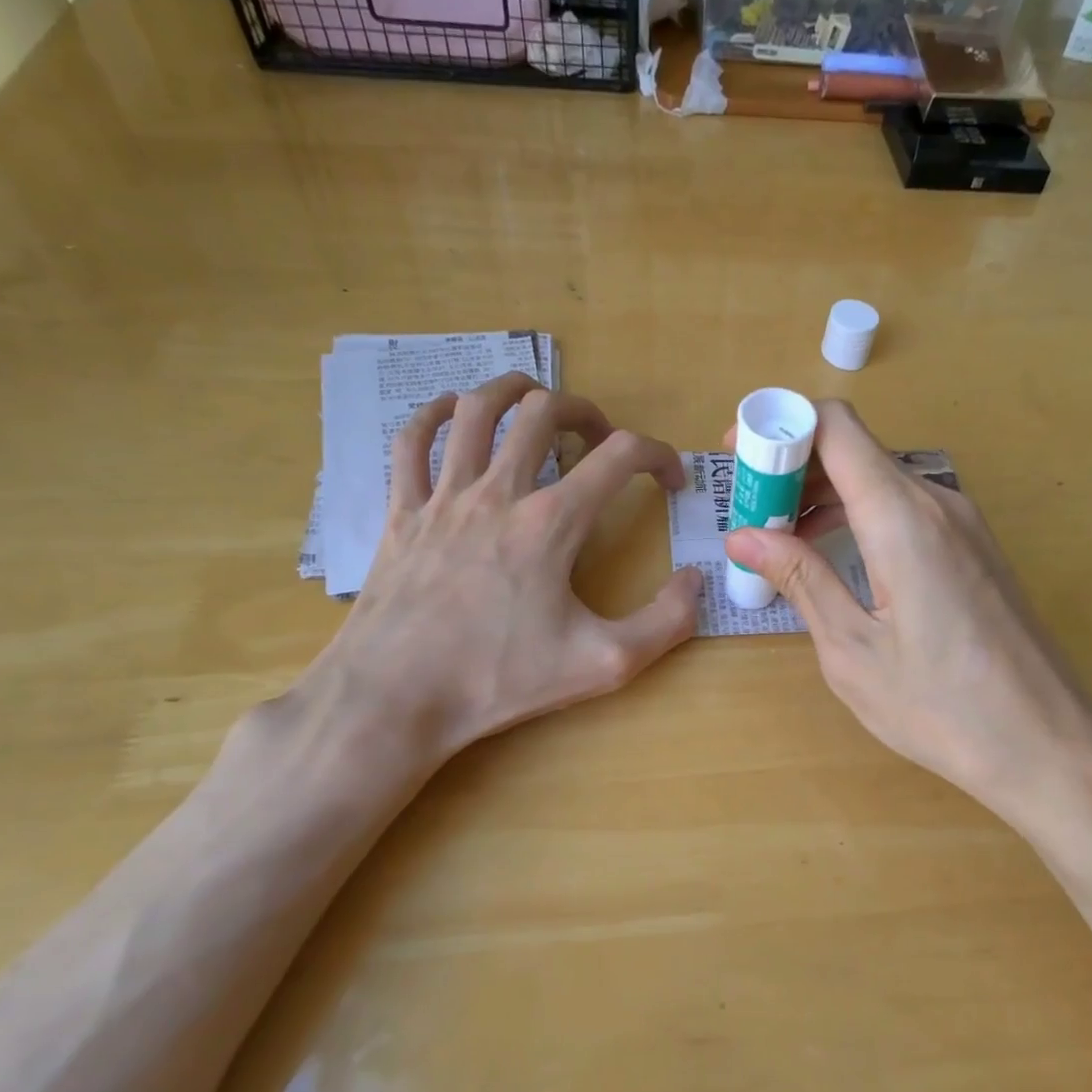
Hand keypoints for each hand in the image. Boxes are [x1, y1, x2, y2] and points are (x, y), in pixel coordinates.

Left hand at [289, 373, 701, 796]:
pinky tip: (452, 414)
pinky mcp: (401, 513)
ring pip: (477, 411)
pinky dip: (435, 416)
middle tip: (601, 438)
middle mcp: (499, 493)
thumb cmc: (499, 681)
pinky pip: (411, 443)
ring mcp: (443, 497)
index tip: (671, 480)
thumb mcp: (604, 664)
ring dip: (514, 392)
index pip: (621, 457)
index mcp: (552, 523)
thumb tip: (695, 581)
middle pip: (545, 413)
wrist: (395, 699)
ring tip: (536, 400)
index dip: (659, 456)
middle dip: (586, 412)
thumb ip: (665, 623)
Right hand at [724, 401, 1091, 812]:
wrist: (1045, 744)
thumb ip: (800, 578)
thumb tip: (744, 536)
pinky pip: (906, 507)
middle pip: (855, 448)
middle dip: (794, 467)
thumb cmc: (940, 705)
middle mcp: (938, 501)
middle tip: (750, 513)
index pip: (835, 426)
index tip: (739, 459)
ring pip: (880, 478)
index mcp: (902, 517)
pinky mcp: (974, 547)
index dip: (779, 426)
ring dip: (825, 494)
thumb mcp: (852, 648)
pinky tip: (834, 554)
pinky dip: (860, 514)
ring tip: (781, 538)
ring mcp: (963, 522)